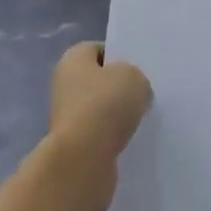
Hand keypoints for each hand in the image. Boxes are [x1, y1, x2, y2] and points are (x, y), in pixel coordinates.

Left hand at [45, 42, 151, 210]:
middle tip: (145, 95)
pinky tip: (132, 143)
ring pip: (101, 111)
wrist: (84, 162)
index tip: (140, 70)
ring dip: (118, 117)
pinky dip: (115, 140)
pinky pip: (101, 137)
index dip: (120, 57)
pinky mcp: (75, 148)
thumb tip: (133, 91)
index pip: (99, 49)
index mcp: (73, 59)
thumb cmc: (105, 106)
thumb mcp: (133, 78)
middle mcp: (65, 85)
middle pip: (99, 81)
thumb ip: (136, 78)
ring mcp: (68, 118)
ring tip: (142, 121)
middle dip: (120, 89)